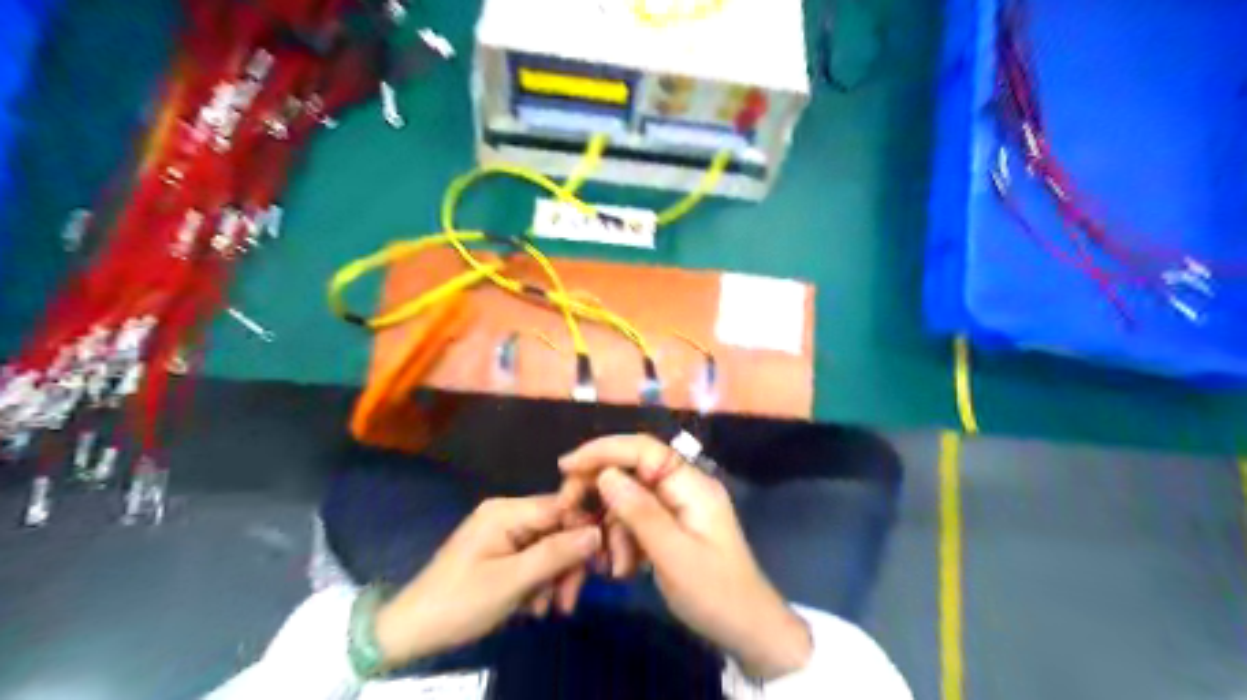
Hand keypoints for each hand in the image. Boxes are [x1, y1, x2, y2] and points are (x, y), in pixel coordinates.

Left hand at [371, 495, 600, 669]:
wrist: (411, 630)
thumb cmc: (461, 602)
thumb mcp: (512, 581)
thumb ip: (556, 553)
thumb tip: (597, 532)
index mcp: (506, 511)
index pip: (561, 507)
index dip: (584, 532)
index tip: (600, 565)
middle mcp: (506, 513)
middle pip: (556, 529)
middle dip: (567, 564)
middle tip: (567, 603)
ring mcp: (500, 531)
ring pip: (547, 546)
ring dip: (553, 578)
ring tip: (546, 610)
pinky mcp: (497, 549)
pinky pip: (531, 557)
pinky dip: (537, 581)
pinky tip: (532, 607)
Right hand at [561, 434, 813, 681]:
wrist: (748, 630)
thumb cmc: (715, 594)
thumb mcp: (674, 556)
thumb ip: (640, 513)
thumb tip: (605, 474)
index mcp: (692, 485)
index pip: (643, 449)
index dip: (603, 450)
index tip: (566, 466)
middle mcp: (684, 487)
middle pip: (631, 472)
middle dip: (603, 499)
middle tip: (576, 522)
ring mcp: (678, 506)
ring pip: (628, 500)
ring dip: (614, 530)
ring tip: (616, 566)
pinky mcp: (672, 526)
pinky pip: (637, 521)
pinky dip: (624, 541)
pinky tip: (625, 569)